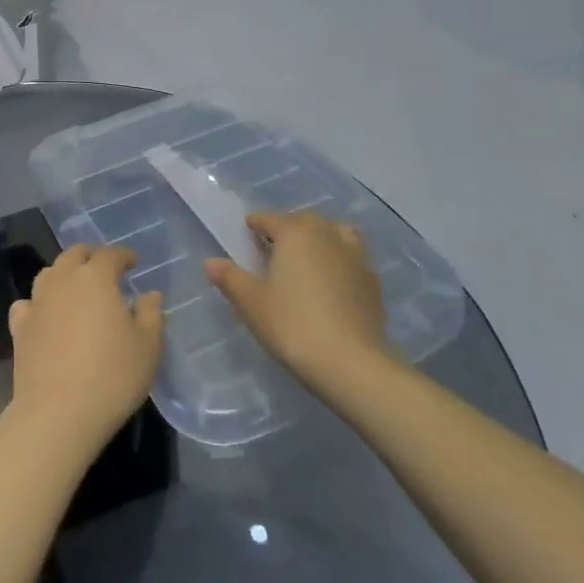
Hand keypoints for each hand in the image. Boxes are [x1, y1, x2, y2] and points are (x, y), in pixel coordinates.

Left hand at [4, 245, 162, 466]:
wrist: (58, 413)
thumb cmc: (112, 376)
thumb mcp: (147, 347)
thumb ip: (151, 314)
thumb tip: (149, 295)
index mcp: (95, 278)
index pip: (110, 254)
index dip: (123, 255)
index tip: (133, 263)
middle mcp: (63, 280)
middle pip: (74, 255)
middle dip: (91, 256)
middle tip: (104, 270)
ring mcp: (37, 302)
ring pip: (49, 274)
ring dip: (64, 274)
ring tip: (76, 290)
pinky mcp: (20, 328)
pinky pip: (27, 304)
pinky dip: (37, 303)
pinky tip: (44, 316)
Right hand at [205, 212, 390, 392]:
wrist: (351, 363)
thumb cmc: (292, 325)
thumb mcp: (251, 303)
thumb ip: (230, 279)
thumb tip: (210, 262)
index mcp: (295, 233)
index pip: (269, 219)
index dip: (255, 224)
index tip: (247, 231)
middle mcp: (327, 235)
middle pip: (304, 221)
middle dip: (288, 228)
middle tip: (273, 247)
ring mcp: (355, 256)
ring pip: (335, 234)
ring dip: (320, 238)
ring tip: (308, 258)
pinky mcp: (373, 281)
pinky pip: (352, 258)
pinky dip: (340, 261)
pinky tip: (333, 283)